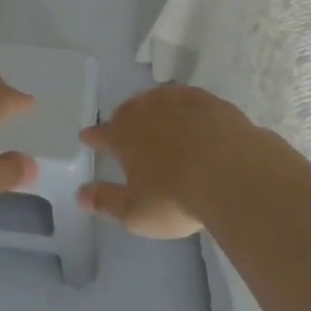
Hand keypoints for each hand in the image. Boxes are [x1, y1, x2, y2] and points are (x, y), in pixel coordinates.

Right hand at [78, 84, 254, 238]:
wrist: (231, 173)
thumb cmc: (177, 198)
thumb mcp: (136, 213)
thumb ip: (106, 201)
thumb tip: (80, 195)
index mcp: (125, 136)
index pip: (102, 134)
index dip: (93, 136)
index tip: (86, 137)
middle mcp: (147, 111)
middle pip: (128, 110)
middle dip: (122, 118)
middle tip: (121, 126)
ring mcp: (178, 101)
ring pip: (156, 99)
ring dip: (150, 107)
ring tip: (152, 116)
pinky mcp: (207, 100)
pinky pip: (186, 97)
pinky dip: (181, 105)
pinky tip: (187, 113)